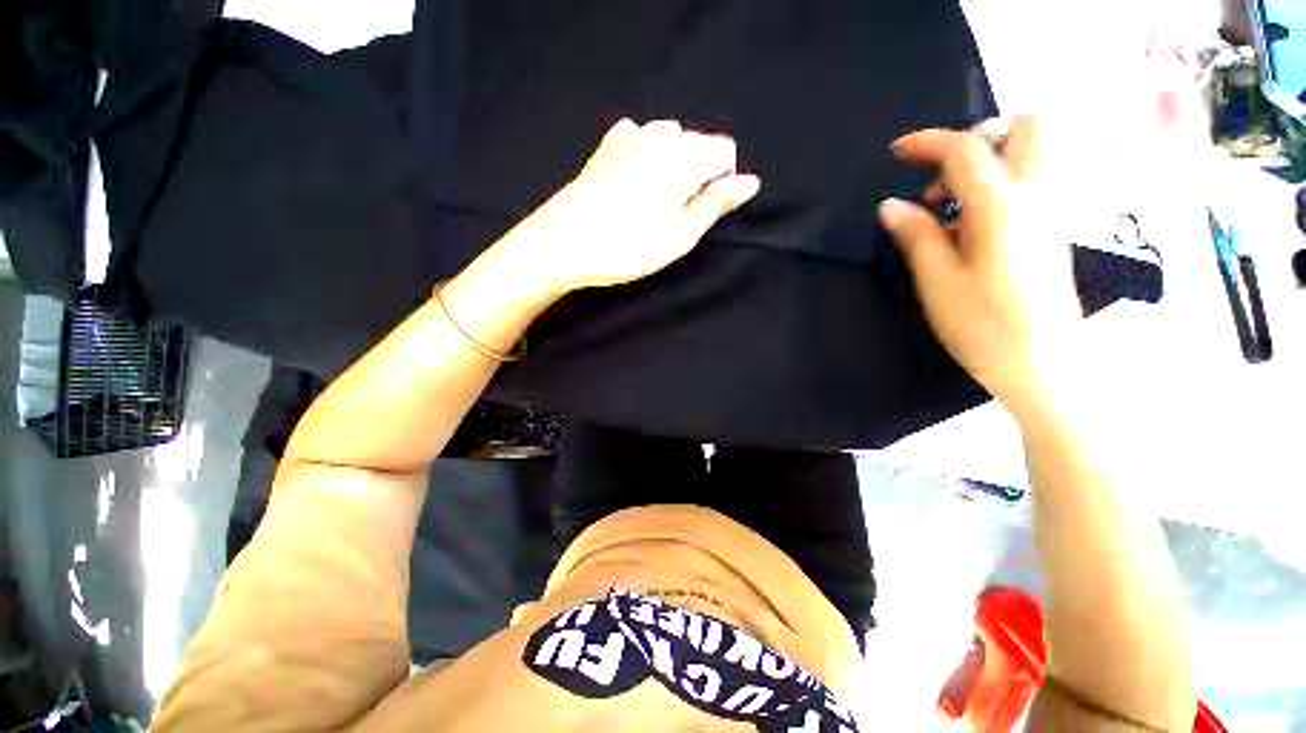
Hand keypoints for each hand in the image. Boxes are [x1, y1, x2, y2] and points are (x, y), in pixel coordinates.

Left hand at [502, 119, 761, 294]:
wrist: (564, 243)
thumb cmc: (629, 247)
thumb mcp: (681, 235)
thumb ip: (717, 204)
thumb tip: (751, 181)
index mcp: (683, 158)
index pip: (724, 151)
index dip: (721, 181)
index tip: (701, 210)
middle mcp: (658, 137)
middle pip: (697, 142)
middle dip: (698, 172)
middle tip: (675, 213)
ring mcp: (628, 137)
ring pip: (669, 138)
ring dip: (673, 163)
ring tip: (655, 199)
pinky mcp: (605, 148)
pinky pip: (637, 136)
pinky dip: (645, 152)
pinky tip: (634, 177)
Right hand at [878, 116, 1083, 411]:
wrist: (1042, 363)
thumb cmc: (983, 325)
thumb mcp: (937, 281)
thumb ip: (916, 235)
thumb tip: (891, 206)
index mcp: (1002, 206)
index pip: (966, 150)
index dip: (928, 142)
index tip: (897, 153)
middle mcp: (1038, 196)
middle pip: (1030, 126)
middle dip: (983, 134)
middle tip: (945, 170)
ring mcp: (1053, 211)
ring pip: (1038, 151)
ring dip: (993, 158)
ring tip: (951, 201)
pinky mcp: (1054, 230)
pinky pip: (1035, 181)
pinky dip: (1002, 182)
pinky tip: (971, 222)